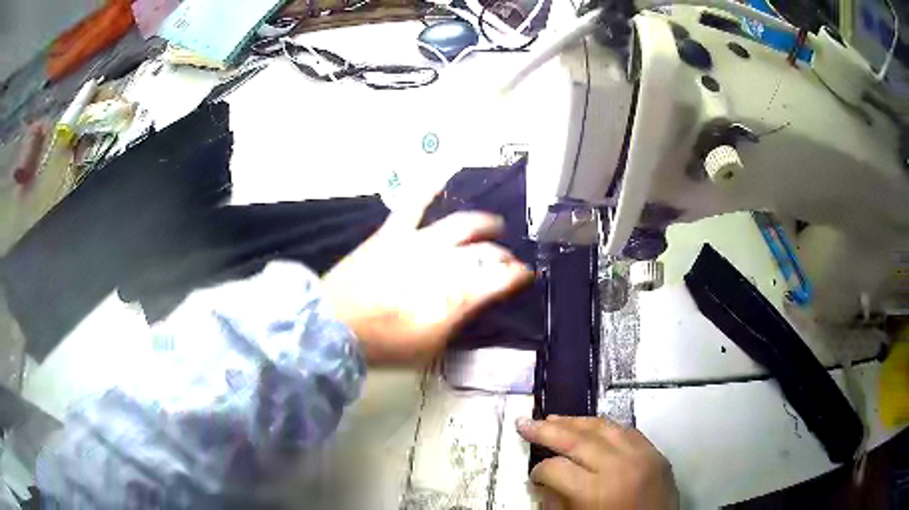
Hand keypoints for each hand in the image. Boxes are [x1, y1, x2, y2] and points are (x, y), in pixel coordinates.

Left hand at [322, 189, 533, 364]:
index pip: (498, 279)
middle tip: (507, 261)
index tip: (524, 275)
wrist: (334, 325)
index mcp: (452, 296)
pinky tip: (444, 170)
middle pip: (483, 253)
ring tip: (494, 225)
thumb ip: (457, 320)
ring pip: (461, 225)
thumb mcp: (429, 346)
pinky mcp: (393, 233)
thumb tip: (477, 300)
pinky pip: (414, 202)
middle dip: (502, 256)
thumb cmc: (383, 343)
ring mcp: (417, 243)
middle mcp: (441, 264)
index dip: (516, 275)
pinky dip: (429, 185)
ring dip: (483, 224)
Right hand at [517, 416, 676, 509]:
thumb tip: (544, 481)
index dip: (539, 471)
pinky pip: (628, 431)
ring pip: (604, 427)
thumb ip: (557, 502)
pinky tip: (590, 428)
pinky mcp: (658, 454)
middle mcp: (621, 466)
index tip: (533, 476)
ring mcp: (644, 456)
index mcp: (598, 491)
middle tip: (524, 422)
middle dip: (546, 430)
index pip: (557, 469)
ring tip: (552, 419)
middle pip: (578, 440)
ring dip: (575, 422)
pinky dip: (606, 427)